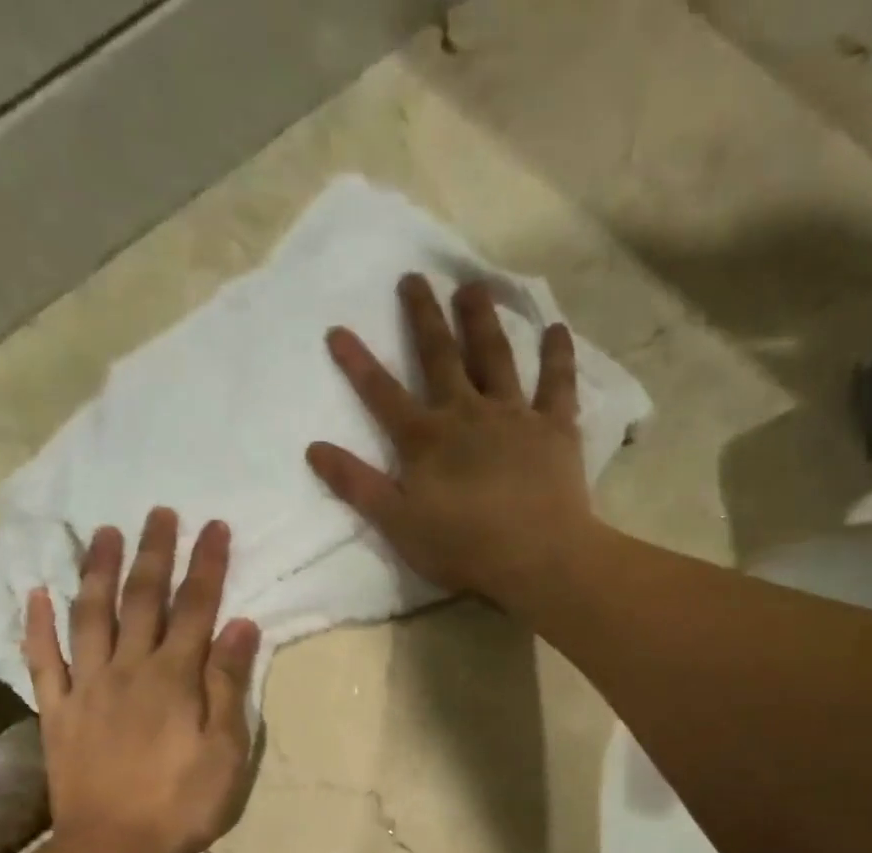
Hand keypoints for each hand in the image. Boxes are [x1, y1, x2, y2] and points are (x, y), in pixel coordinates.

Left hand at [22, 507, 260, 852]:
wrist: (113, 849)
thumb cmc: (182, 804)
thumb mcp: (226, 751)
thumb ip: (229, 685)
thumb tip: (240, 625)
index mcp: (174, 678)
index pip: (195, 608)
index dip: (206, 566)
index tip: (214, 527)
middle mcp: (128, 669)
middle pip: (141, 600)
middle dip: (153, 553)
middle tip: (158, 512)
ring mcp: (86, 687)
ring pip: (89, 616)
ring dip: (97, 571)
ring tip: (103, 532)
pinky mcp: (56, 712)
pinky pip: (42, 661)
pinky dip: (37, 625)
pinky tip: (37, 594)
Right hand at [305, 274, 590, 604]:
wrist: (536, 557)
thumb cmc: (463, 548)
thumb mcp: (397, 524)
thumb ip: (357, 485)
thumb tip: (314, 448)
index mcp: (425, 440)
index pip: (382, 394)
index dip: (358, 364)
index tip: (337, 329)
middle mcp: (466, 413)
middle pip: (440, 357)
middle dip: (423, 317)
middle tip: (415, 277)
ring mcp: (513, 415)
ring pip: (495, 356)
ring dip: (481, 319)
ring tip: (473, 286)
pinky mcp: (555, 427)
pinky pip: (557, 383)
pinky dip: (557, 355)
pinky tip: (556, 328)